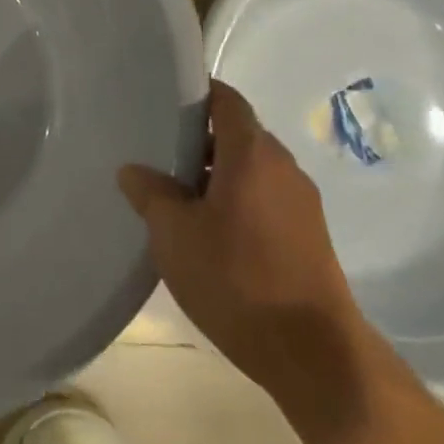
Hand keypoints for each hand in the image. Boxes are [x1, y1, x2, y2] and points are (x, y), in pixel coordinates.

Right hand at [118, 81, 380, 431]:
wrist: (310, 350)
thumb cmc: (235, 278)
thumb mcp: (174, 235)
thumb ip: (151, 194)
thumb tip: (133, 170)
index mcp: (253, 156)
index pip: (228, 102)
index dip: (199, 93)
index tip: (165, 98)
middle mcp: (284, 169)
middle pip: (240, 135)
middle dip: (200, 139)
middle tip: (156, 149)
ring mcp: (301, 203)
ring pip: (251, 170)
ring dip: (216, 173)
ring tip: (174, 192)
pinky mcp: (307, 235)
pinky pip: (264, 198)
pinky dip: (234, 199)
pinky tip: (205, 228)